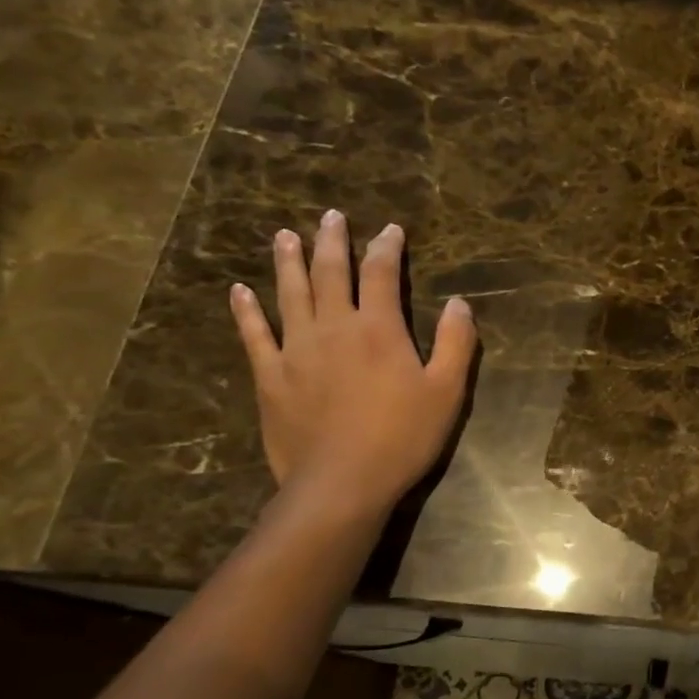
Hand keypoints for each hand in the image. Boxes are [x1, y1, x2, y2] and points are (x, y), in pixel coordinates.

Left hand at [230, 210, 475, 521]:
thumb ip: (456, 343)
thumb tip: (459, 303)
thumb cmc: (403, 437)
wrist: (342, 482)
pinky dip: (246, 311)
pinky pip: (254, 334)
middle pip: (329, 272)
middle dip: (332, 241)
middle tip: (330, 216)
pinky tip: (238, 292)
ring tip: (285, 236)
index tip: (390, 230)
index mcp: (378, 328)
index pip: (380, 273)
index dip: (386, 247)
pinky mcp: (270, 376)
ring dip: (288, 261)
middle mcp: (333, 327)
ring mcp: (296, 349)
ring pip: (289, 293)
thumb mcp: (447, 391)